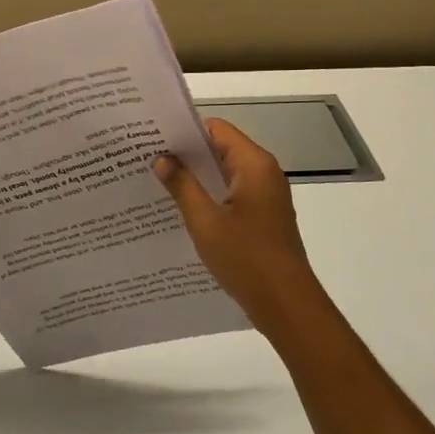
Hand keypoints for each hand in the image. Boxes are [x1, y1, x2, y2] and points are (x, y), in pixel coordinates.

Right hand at [154, 119, 332, 333]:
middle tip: (148, 158)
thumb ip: (182, 185)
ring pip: (225, 173)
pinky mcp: (263, 217)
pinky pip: (232, 194)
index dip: (185, 130)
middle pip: (221, 149)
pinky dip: (209, 195)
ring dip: (196, 176)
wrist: (286, 305)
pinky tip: (182, 208)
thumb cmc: (246, 258)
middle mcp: (264, 173)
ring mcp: (266, 196)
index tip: (154, 137)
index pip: (216, 129)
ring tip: (158, 181)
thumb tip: (162, 158)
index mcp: (254, 165)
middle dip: (187, 154)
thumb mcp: (205, 221)